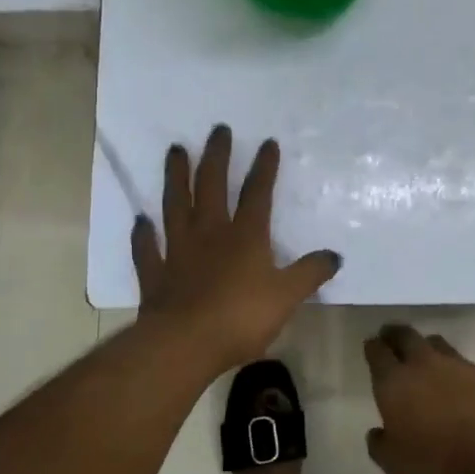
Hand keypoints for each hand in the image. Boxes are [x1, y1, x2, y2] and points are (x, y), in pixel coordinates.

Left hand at [132, 125, 341, 371]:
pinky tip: (140, 221)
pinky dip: (143, 235)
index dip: (264, 168)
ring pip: (175, 206)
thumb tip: (334, 256)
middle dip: (216, 156)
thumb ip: (309, 273)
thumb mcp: (287, 296)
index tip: (267, 142)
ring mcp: (178, 251)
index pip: (257, 193)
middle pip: (211, 187)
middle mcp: (209, 234)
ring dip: (175, 177)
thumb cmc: (241, 317)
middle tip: (217, 130)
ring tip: (174, 151)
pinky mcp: (155, 274)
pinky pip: (147, 249)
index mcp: (244, 236)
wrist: (186, 343)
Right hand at [362, 324, 474, 473]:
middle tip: (393, 338)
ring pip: (440, 346)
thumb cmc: (438, 467)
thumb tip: (378, 433)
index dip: (373, 347)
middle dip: (397, 335)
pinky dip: (464, 377)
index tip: (373, 346)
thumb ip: (380, 445)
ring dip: (430, 349)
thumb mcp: (395, 466)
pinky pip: (472, 369)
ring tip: (429, 360)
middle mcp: (427, 365)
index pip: (378, 352)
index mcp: (396, 383)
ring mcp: (463, 367)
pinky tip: (468, 394)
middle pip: (407, 336)